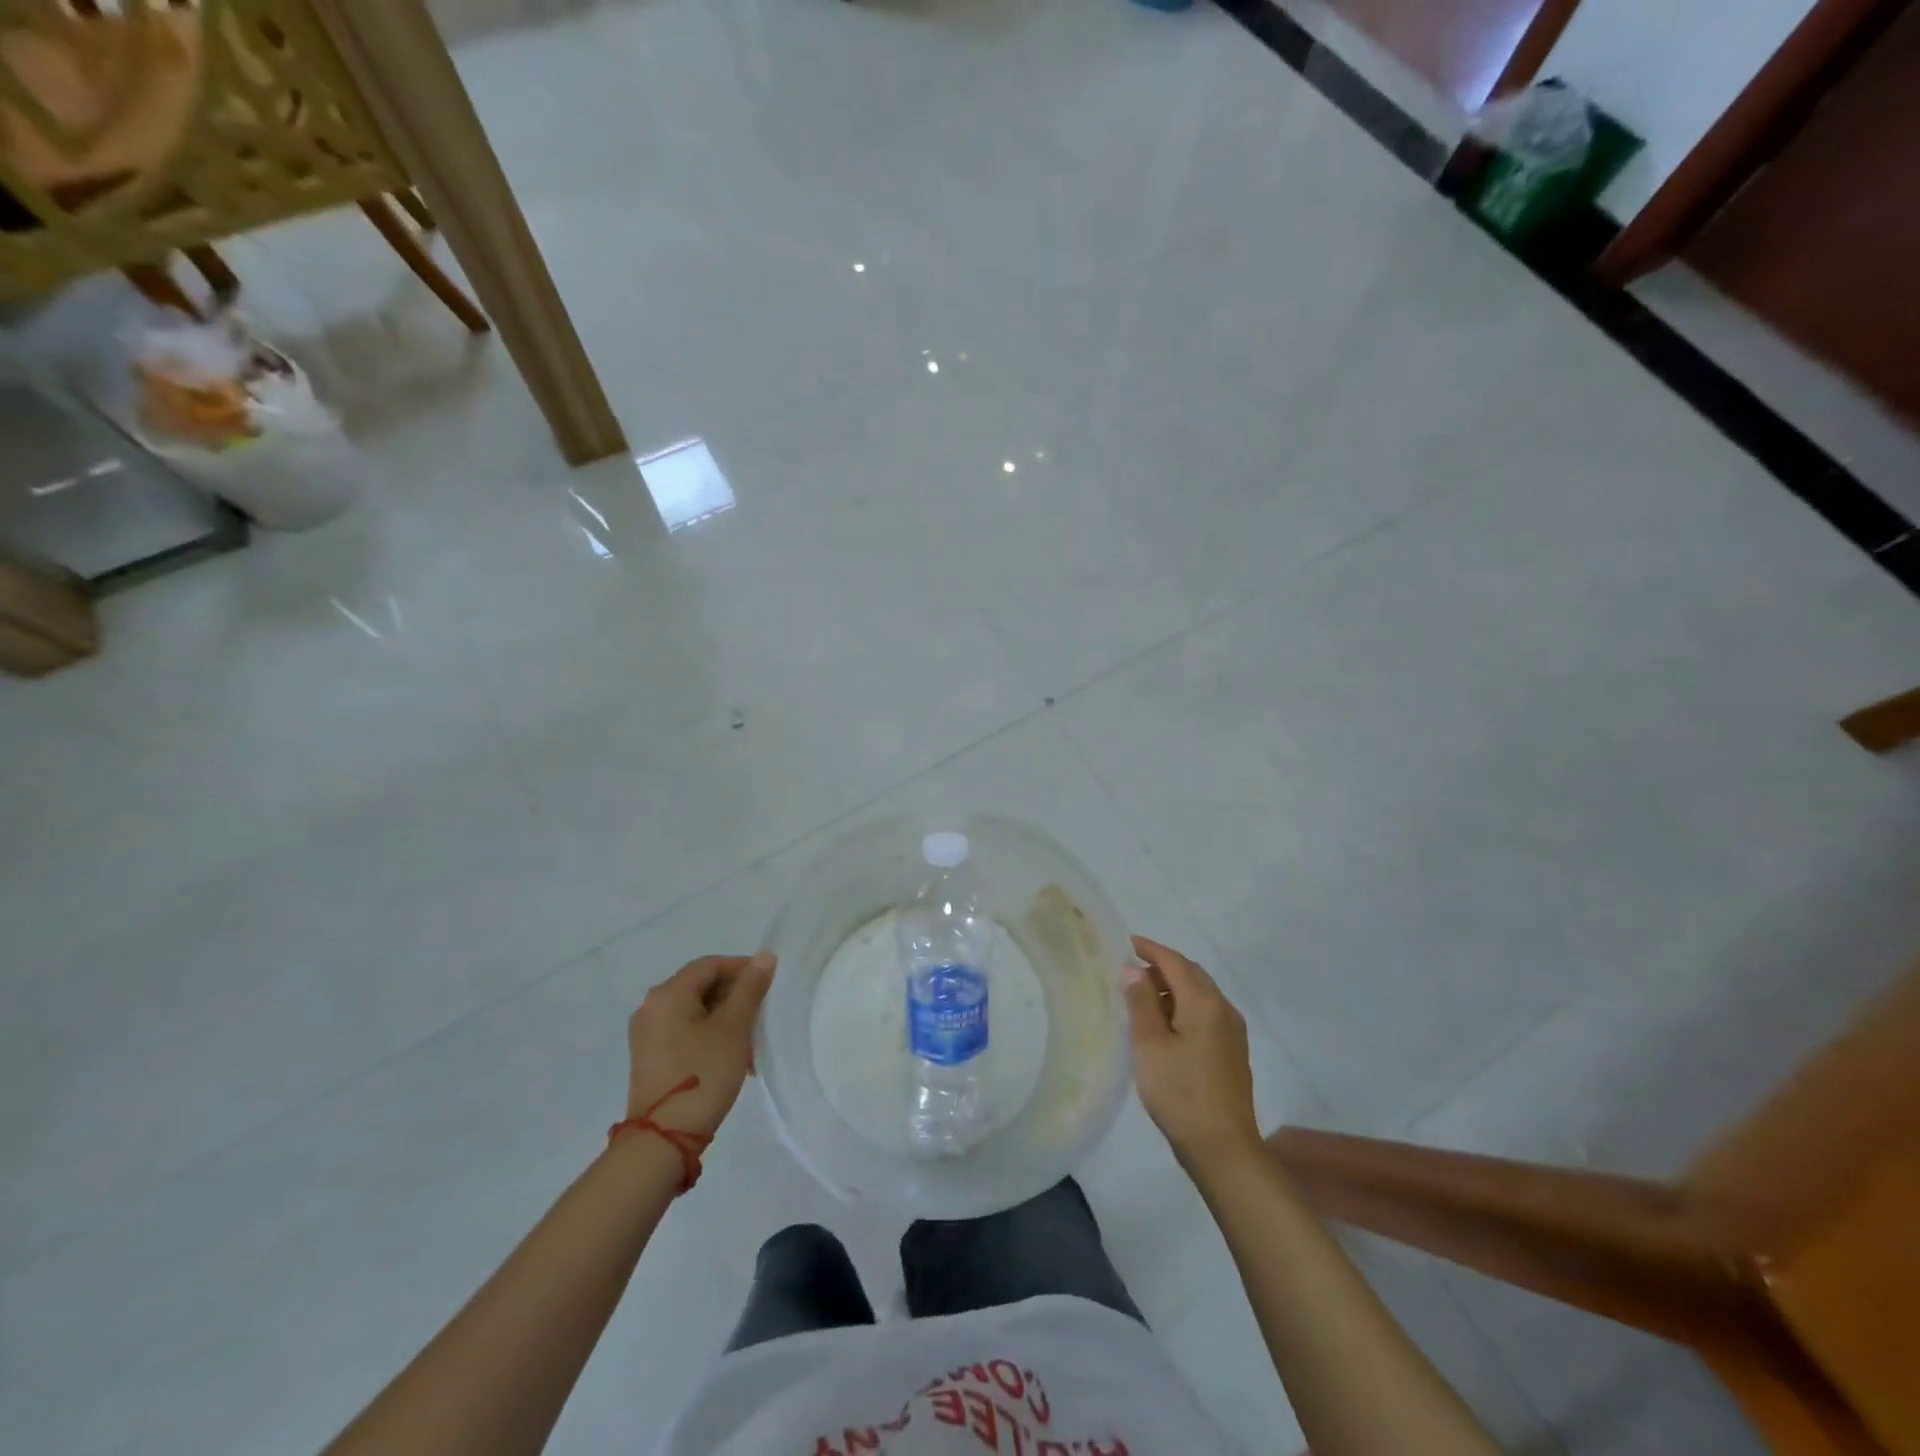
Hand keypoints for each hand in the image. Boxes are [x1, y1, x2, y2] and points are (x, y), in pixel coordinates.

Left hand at [625, 952, 775, 1138]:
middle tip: (762, 1014)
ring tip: (750, 1040)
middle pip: (700, 986)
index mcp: (668, 993)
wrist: (664, 1138)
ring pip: (694, 1010)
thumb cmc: (702, 1073)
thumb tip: (765, 956)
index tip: (769, 983)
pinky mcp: (650, 1057)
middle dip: (734, 996)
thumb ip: (750, 988)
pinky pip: (684, 1031)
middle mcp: (651, 1007)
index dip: (742, 968)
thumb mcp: (734, 1028)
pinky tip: (731, 1056)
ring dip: (725, 1018)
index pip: (710, 965)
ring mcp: (647, 1034)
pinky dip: (709, 1034)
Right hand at [1123, 936, 1261, 1173]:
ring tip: (1143, 996)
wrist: (1223, 1148)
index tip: (1126, 942)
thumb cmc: (1180, 1093)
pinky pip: (1207, 1012)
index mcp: (1204, 1003)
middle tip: (1131, 969)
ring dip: (1174, 986)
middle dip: (1162, 966)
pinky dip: (1184, 1005)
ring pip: (1201, 994)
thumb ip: (1141, 1003)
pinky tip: (1166, 1024)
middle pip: (1192, 974)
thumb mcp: (1150, 1046)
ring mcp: (1232, 1031)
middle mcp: (1224, 1009)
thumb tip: (1133, 969)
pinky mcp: (1233, 1051)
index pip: (1175, 962)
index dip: (1150, 949)